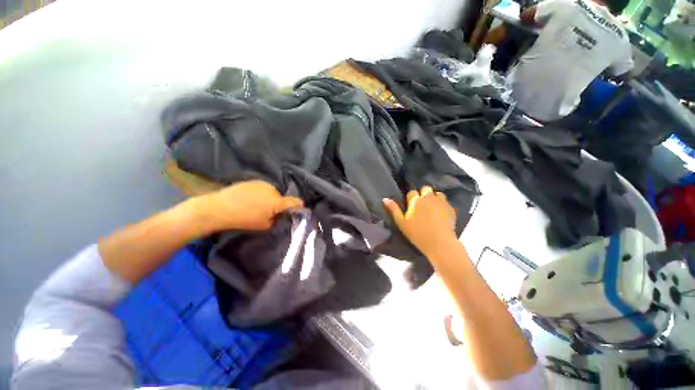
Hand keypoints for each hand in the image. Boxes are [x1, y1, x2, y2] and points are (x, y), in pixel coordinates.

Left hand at [194, 180, 302, 231]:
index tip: (299, 209)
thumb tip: (280, 215)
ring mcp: (263, 183)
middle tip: (269, 212)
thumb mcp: (264, 225)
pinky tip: (249, 199)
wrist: (219, 207)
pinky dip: (261, 194)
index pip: (295, 201)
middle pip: (281, 197)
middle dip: (278, 204)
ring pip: (272, 192)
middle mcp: (273, 189)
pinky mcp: (253, 181)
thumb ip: (276, 220)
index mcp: (277, 201)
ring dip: (269, 198)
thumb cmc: (244, 219)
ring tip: (257, 205)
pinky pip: (263, 188)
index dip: (299, 206)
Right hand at [383, 186, 457, 256]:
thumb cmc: (417, 234)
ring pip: (437, 193)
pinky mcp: (450, 208)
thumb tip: (385, 198)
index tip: (411, 205)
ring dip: (434, 197)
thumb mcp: (401, 223)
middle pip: (425, 188)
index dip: (411, 198)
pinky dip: (442, 204)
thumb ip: (393, 209)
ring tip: (432, 207)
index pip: (412, 192)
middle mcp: (428, 198)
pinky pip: (446, 201)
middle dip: (423, 194)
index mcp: (415, 201)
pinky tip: (441, 212)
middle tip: (422, 205)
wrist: (440, 243)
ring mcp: (441, 202)